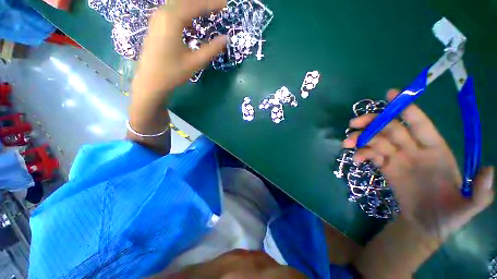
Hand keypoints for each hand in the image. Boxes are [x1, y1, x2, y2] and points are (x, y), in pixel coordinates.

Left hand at [132, 0, 227, 102]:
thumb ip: (212, 49)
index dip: (213, 4)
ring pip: (178, 4)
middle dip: (204, 2)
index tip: (226, 4)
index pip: (196, 5)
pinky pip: (172, 11)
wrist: (150, 81)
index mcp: (173, 19)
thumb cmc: (173, 72)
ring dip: (194, 7)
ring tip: (208, 12)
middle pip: (186, 1)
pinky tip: (192, 23)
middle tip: (219, 7)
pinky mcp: (156, 25)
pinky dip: (185, 13)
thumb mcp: (195, 61)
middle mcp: (163, 12)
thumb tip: (226, 38)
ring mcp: (157, 17)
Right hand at [343, 89, 493, 240]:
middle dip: (372, 122)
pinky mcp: (385, 167)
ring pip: (376, 140)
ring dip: (360, 139)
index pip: (420, 124)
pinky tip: (355, 160)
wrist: (426, 224)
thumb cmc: (450, 214)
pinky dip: (361, 154)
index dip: (407, 109)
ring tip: (346, 143)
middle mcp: (414, 149)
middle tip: (353, 123)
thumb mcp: (470, 206)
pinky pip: (370, 155)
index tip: (390, 94)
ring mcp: (397, 158)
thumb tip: (489, 169)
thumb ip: (481, 192)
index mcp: (436, 150)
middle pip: (390, 128)